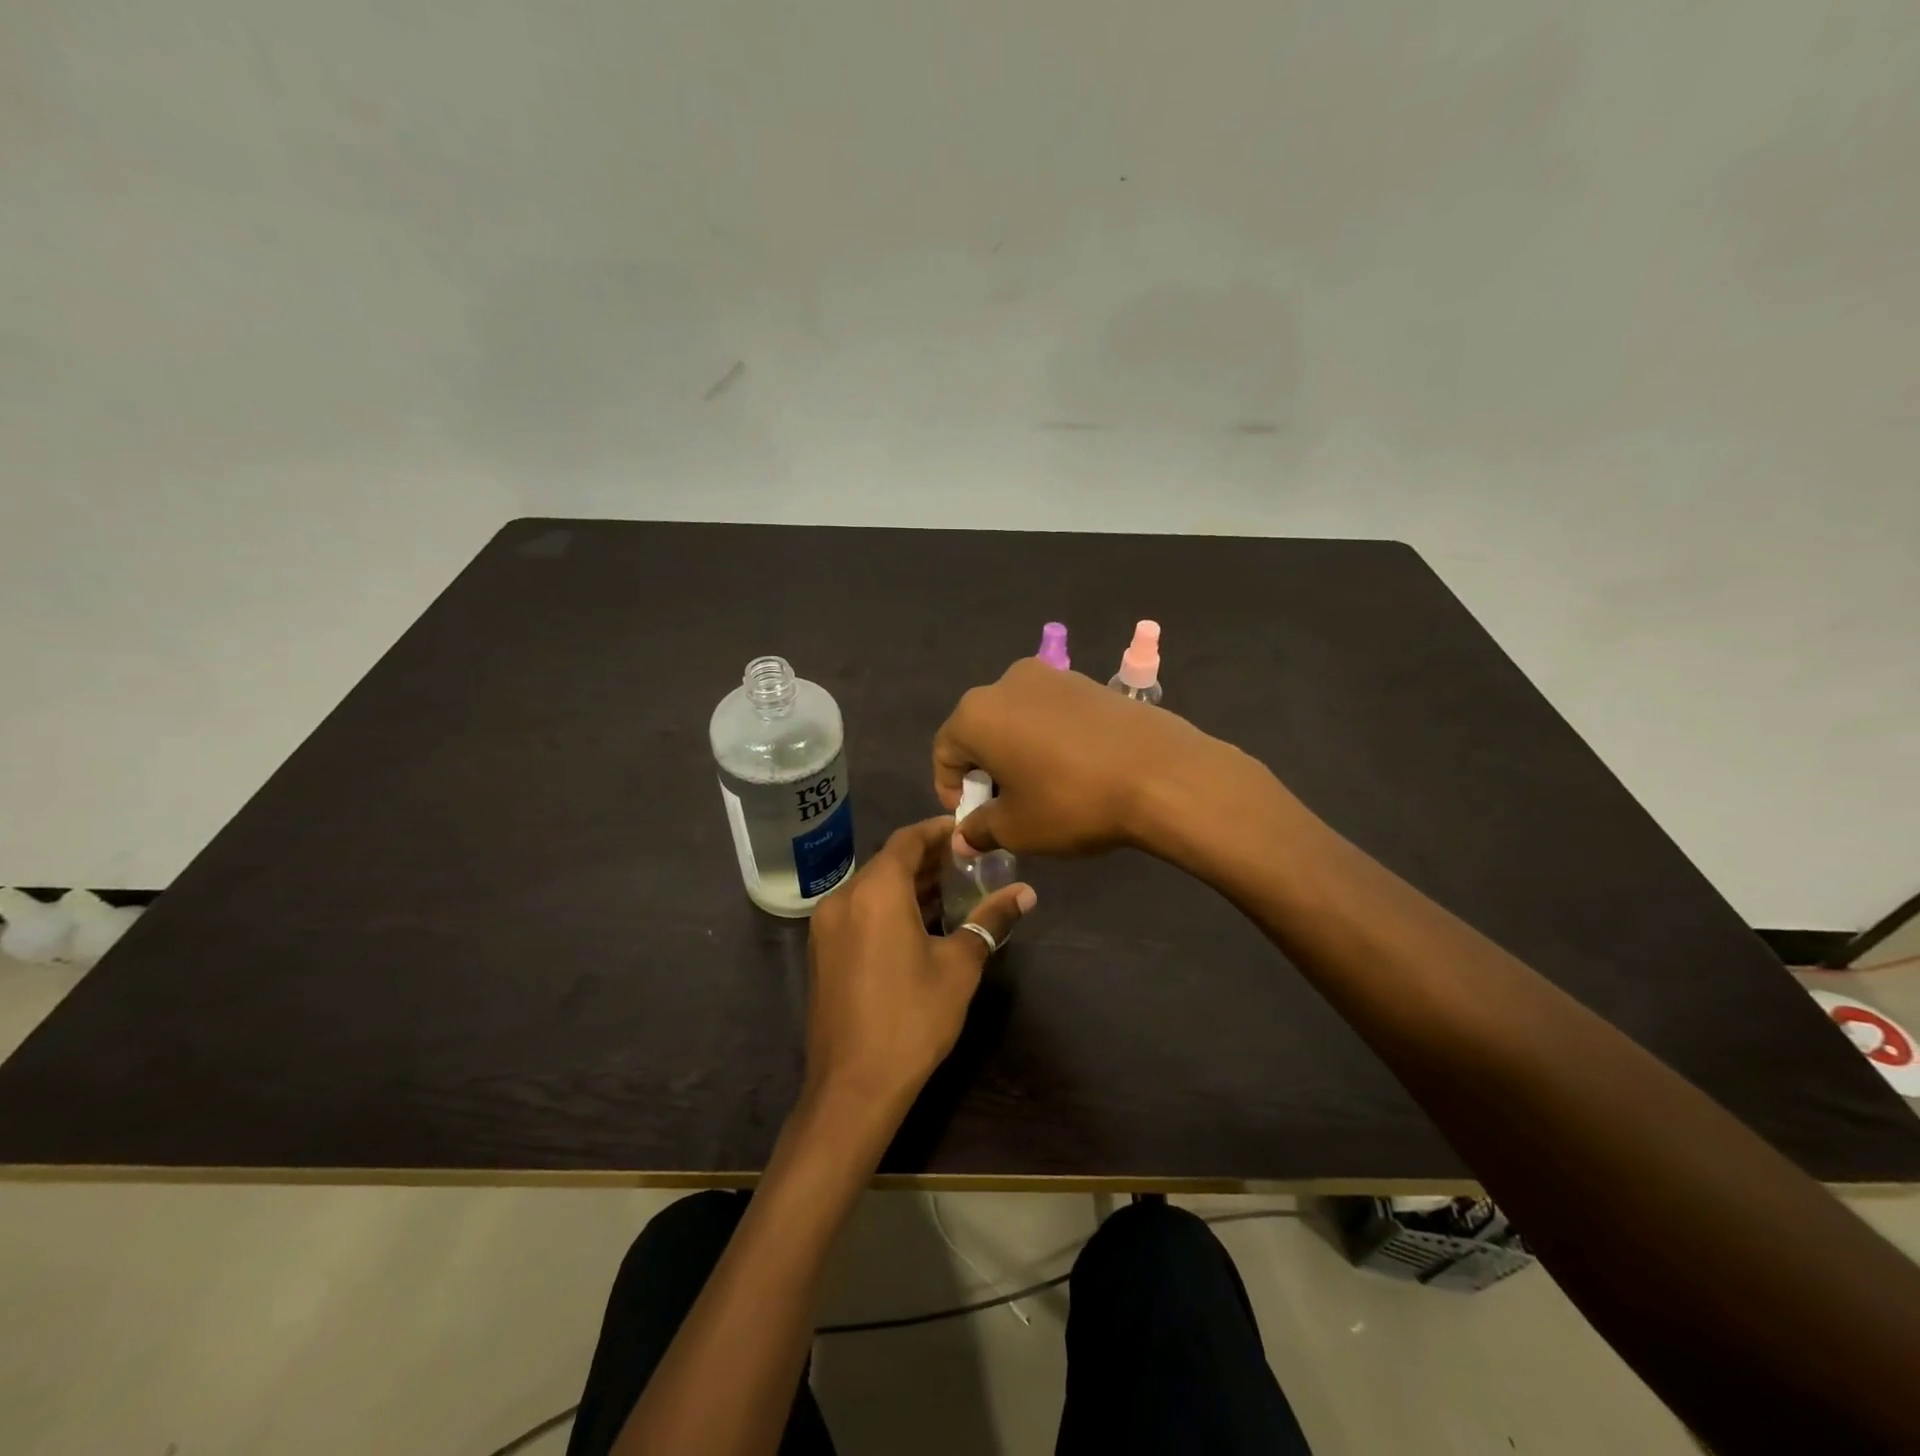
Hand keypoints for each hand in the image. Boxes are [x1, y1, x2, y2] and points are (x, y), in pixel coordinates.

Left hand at [802, 817, 1034, 1125]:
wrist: (853, 1087)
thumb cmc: (912, 1019)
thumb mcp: (959, 966)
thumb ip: (990, 921)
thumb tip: (1026, 893)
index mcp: (875, 891)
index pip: (907, 840)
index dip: (938, 831)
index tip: (967, 831)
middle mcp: (843, 898)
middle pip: (888, 862)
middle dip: (927, 859)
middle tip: (968, 862)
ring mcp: (827, 926)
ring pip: (872, 887)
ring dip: (909, 884)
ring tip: (952, 890)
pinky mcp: (823, 951)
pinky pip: (859, 911)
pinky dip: (889, 906)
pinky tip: (920, 923)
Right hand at [932, 658, 1267, 859]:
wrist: (1161, 773)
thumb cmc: (1072, 801)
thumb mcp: (1018, 829)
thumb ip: (980, 830)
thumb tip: (963, 837)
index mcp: (976, 713)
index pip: (944, 752)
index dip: (952, 791)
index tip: (974, 821)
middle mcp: (1006, 683)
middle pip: (979, 730)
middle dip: (986, 770)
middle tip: (1007, 808)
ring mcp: (1051, 676)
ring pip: (1016, 719)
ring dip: (1017, 753)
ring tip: (1042, 790)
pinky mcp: (1087, 681)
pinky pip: (1050, 713)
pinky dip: (1047, 739)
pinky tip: (1073, 770)